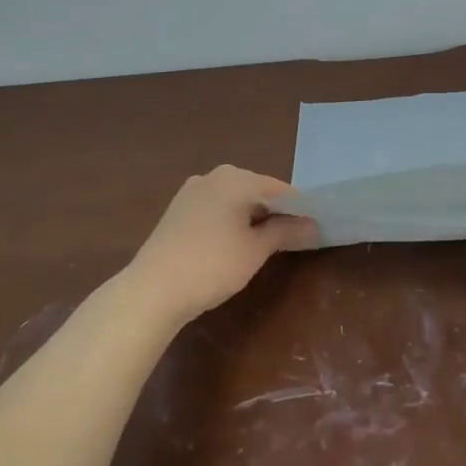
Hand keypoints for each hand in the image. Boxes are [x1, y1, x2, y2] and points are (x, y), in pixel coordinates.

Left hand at [125, 166, 317, 324]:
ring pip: (234, 199)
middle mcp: (213, 176)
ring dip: (252, 217)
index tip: (313, 228)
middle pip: (256, 190)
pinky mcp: (178, 209)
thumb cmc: (212, 265)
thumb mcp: (256, 250)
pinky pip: (216, 208)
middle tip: (293, 238)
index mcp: (236, 178)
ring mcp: (192, 191)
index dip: (299, 209)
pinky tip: (234, 244)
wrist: (153, 289)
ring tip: (265, 243)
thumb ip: (286, 232)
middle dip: (275, 211)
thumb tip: (313, 225)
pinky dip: (231, 220)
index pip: (280, 189)